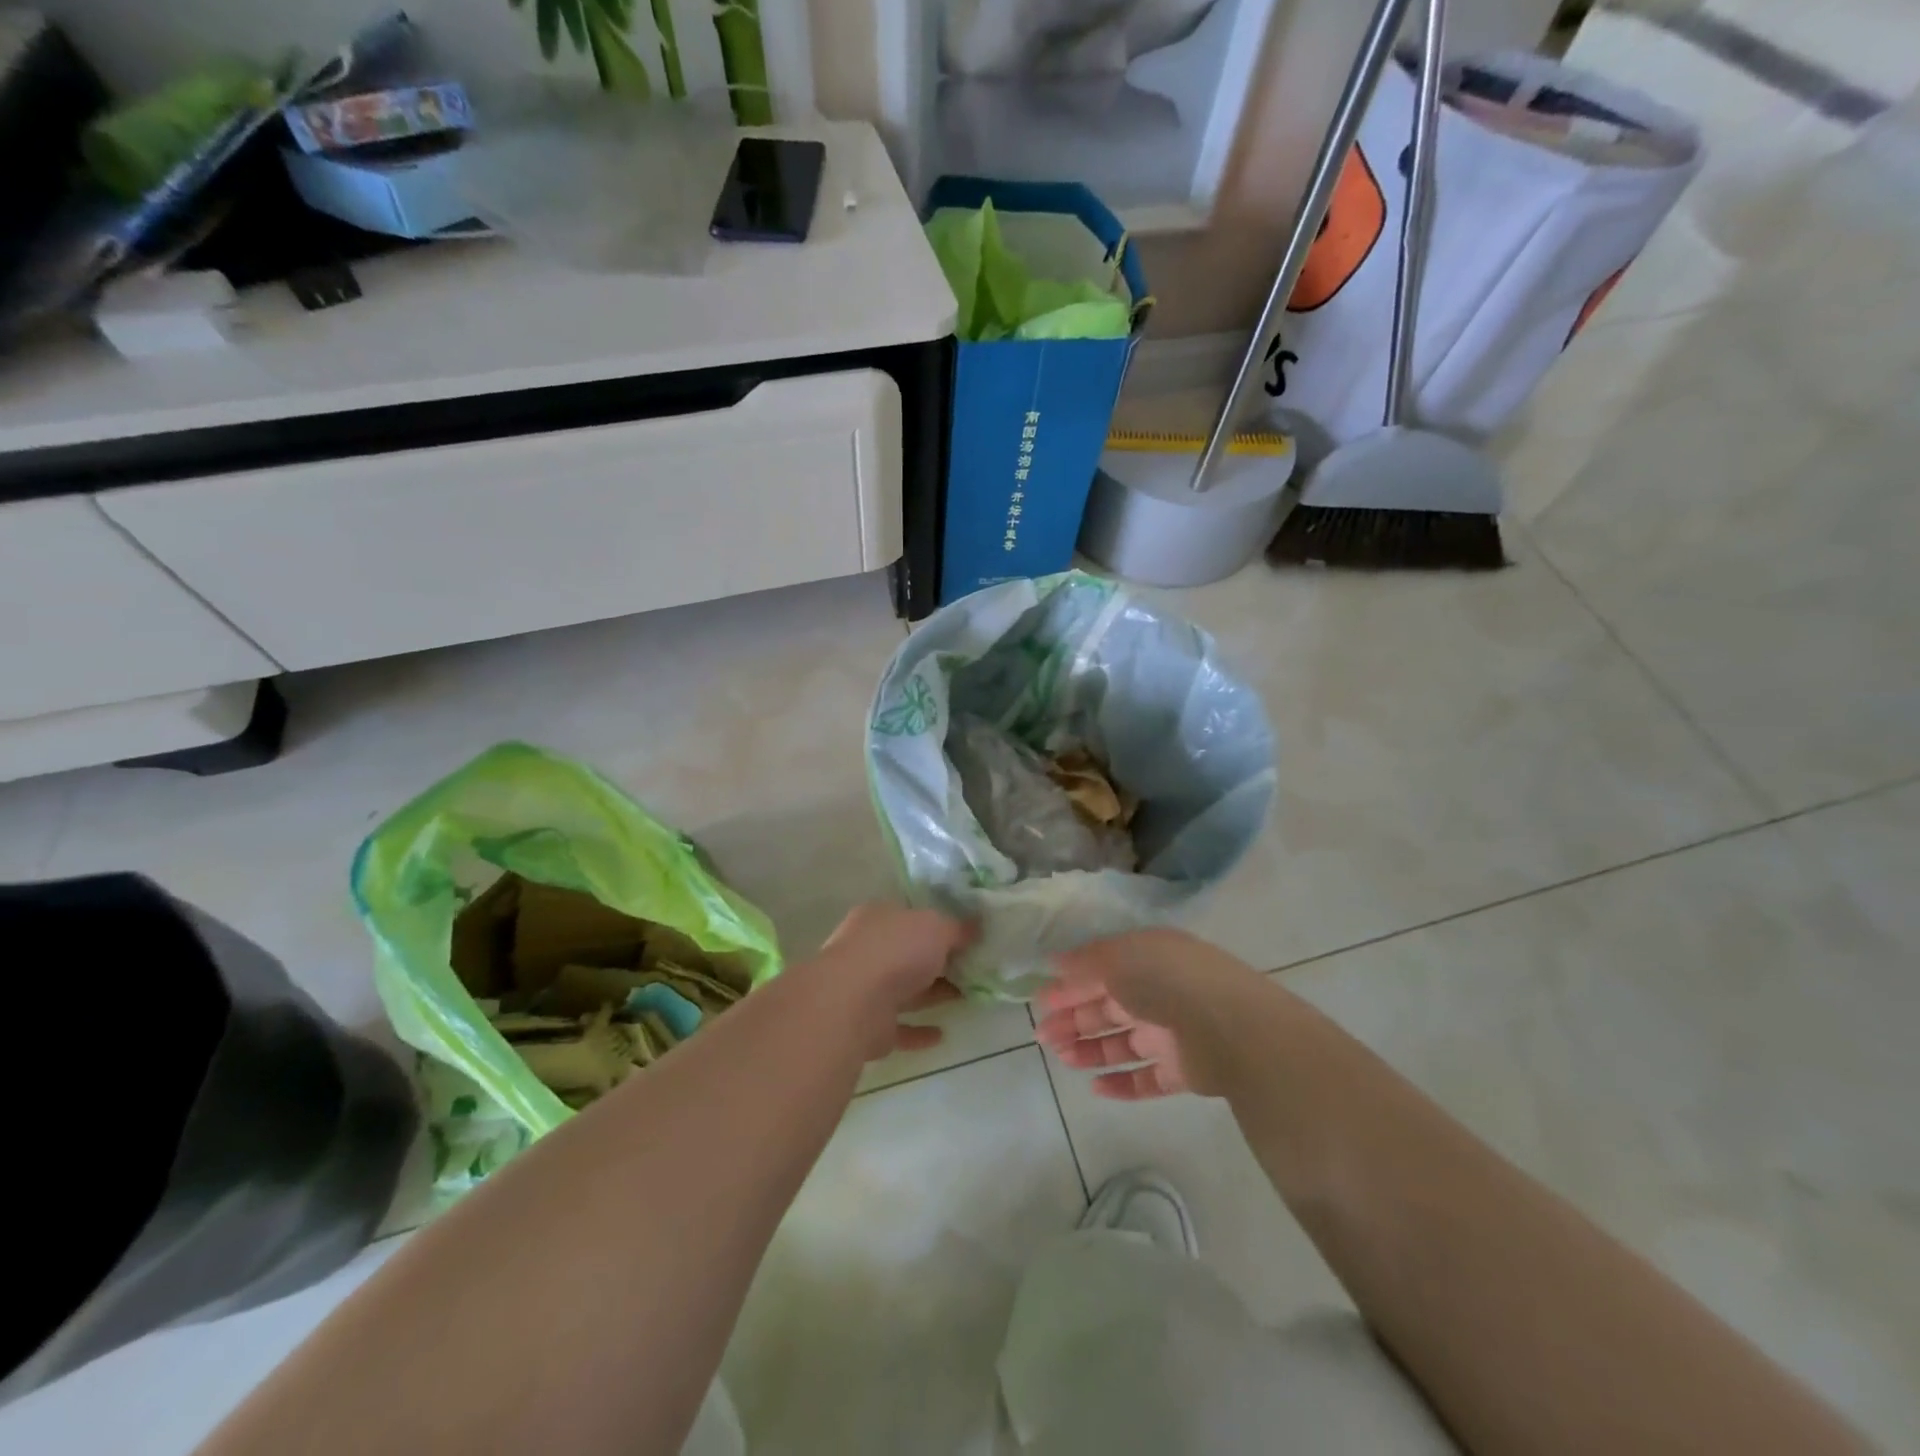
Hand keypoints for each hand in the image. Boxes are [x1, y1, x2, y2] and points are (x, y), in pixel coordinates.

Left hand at [812, 903, 973, 1059]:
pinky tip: (942, 1035)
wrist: (854, 1002)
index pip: (909, 916)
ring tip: (965, 997)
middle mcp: (867, 949)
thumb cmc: (896, 950)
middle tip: (971, 969)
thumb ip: (958, 928)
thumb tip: (976, 926)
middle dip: (936, 961)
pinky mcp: (867, 1025)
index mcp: (879, 917)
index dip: (937, 924)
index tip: (965, 936)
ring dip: (931, 994)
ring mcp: (864, 988)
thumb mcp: (937, 927)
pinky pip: (898, 1027)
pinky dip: (918, 1031)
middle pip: (907, 953)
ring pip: (903, 989)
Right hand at [1036, 928, 1271, 1098]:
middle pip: (1108, 1007)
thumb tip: (1055, 963)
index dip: (1070, 985)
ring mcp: (1172, 1032)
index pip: (1100, 971)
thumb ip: (1083, 962)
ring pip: (1123, 1042)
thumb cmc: (1167, 981)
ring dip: (1090, 1049)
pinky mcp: (1184, 1070)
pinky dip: (1121, 1083)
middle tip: (1042, 1034)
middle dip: (1073, 1019)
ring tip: (1062, 1058)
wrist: (1231, 1029)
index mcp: (1146, 958)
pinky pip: (1146, 1078)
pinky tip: (1094, 1087)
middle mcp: (1158, 992)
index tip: (1040, 1002)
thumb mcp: (1117, 958)